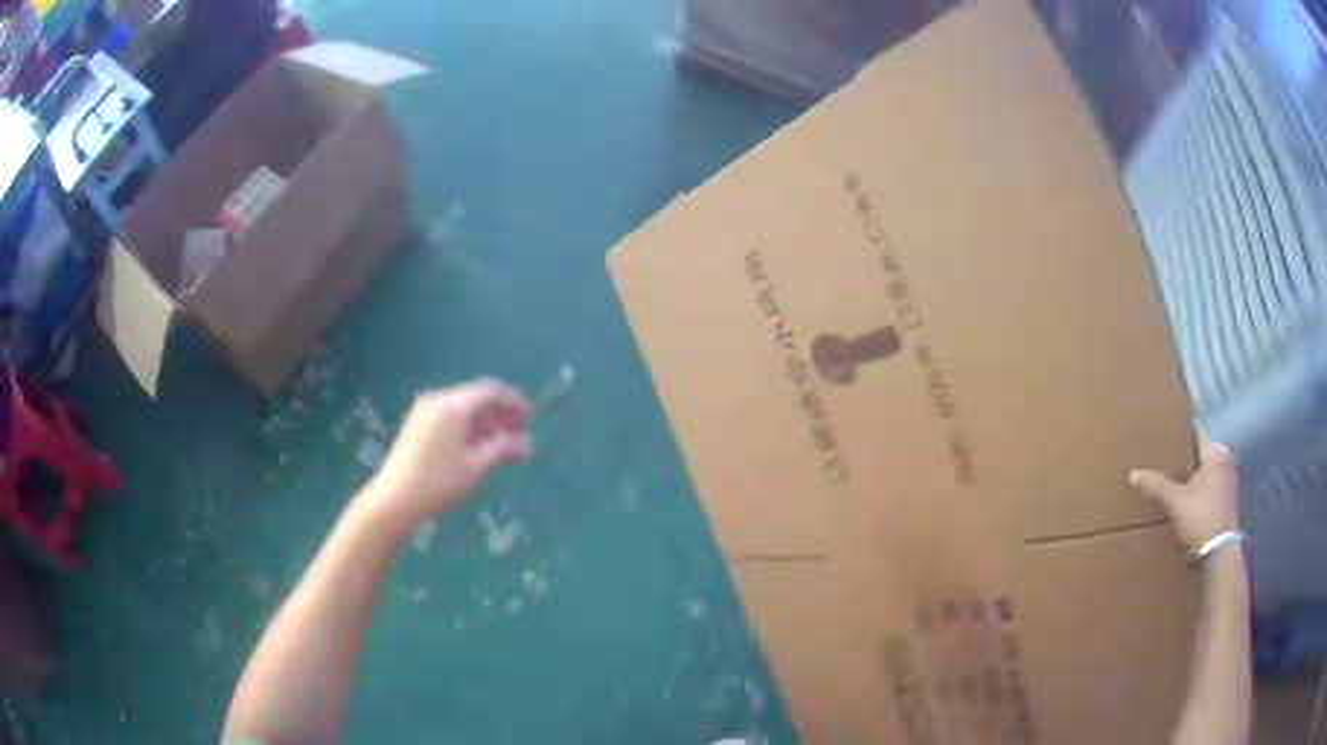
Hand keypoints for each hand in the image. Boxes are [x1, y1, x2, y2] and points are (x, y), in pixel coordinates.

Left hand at [361, 379, 531, 530]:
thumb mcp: (477, 467)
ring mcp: (425, 410)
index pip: (492, 391)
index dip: (513, 402)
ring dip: (484, 423)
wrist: (395, 499)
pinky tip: (475, 449)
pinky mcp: (417, 423)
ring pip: (463, 408)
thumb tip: (527, 443)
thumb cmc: (439, 483)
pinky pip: (449, 416)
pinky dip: (467, 428)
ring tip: (500, 449)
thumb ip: (503, 449)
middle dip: (500, 415)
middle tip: (518, 438)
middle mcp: (439, 399)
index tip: (529, 420)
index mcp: (455, 406)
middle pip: (477, 398)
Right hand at [1129, 431, 1239, 556]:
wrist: (1219, 553)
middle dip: (1187, 458)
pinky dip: (1201, 489)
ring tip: (1176, 483)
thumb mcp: (1176, 502)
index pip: (1196, 433)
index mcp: (1216, 452)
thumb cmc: (1201, 518)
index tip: (1166, 436)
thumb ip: (1157, 486)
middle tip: (1167, 462)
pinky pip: (1211, 485)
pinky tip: (1188, 500)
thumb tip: (1133, 474)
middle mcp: (1226, 459)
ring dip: (1194, 476)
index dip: (1181, 434)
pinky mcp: (1229, 499)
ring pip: (1207, 471)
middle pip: (1202, 453)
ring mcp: (1230, 480)